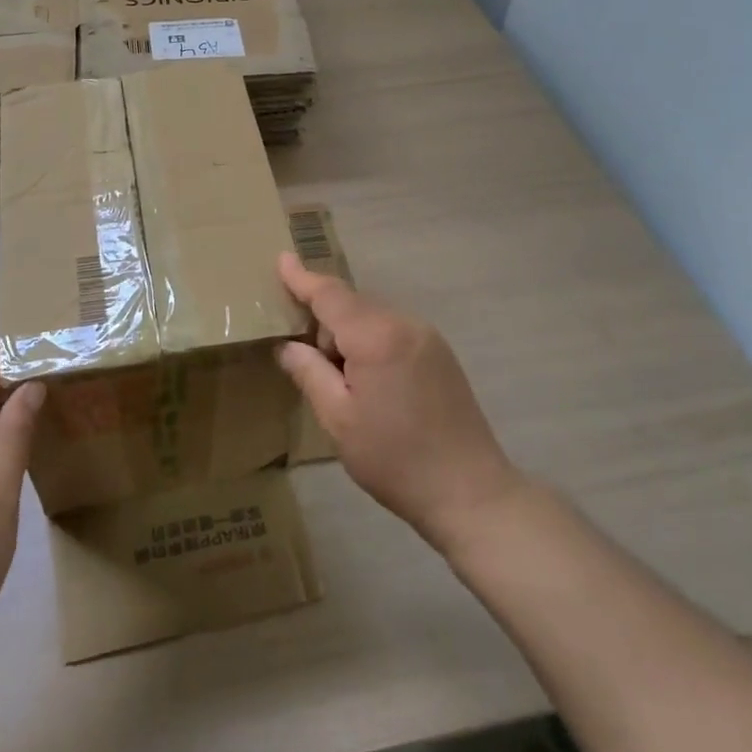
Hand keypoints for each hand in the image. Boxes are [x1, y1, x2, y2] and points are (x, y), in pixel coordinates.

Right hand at [275, 253, 521, 549]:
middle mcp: (404, 324)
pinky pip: (391, 332)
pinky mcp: (439, 354)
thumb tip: (288, 346)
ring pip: (371, 319)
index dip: (301, 278)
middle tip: (305, 361)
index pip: (329, 295)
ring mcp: (427, 337)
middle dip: (322, 322)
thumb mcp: (338, 419)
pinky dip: (369, 343)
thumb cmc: (395, 459)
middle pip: (350, 305)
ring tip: (340, 383)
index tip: (281, 258)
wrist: (470, 493)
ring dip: (346, 336)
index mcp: (376, 336)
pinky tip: (368, 383)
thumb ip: (309, 373)